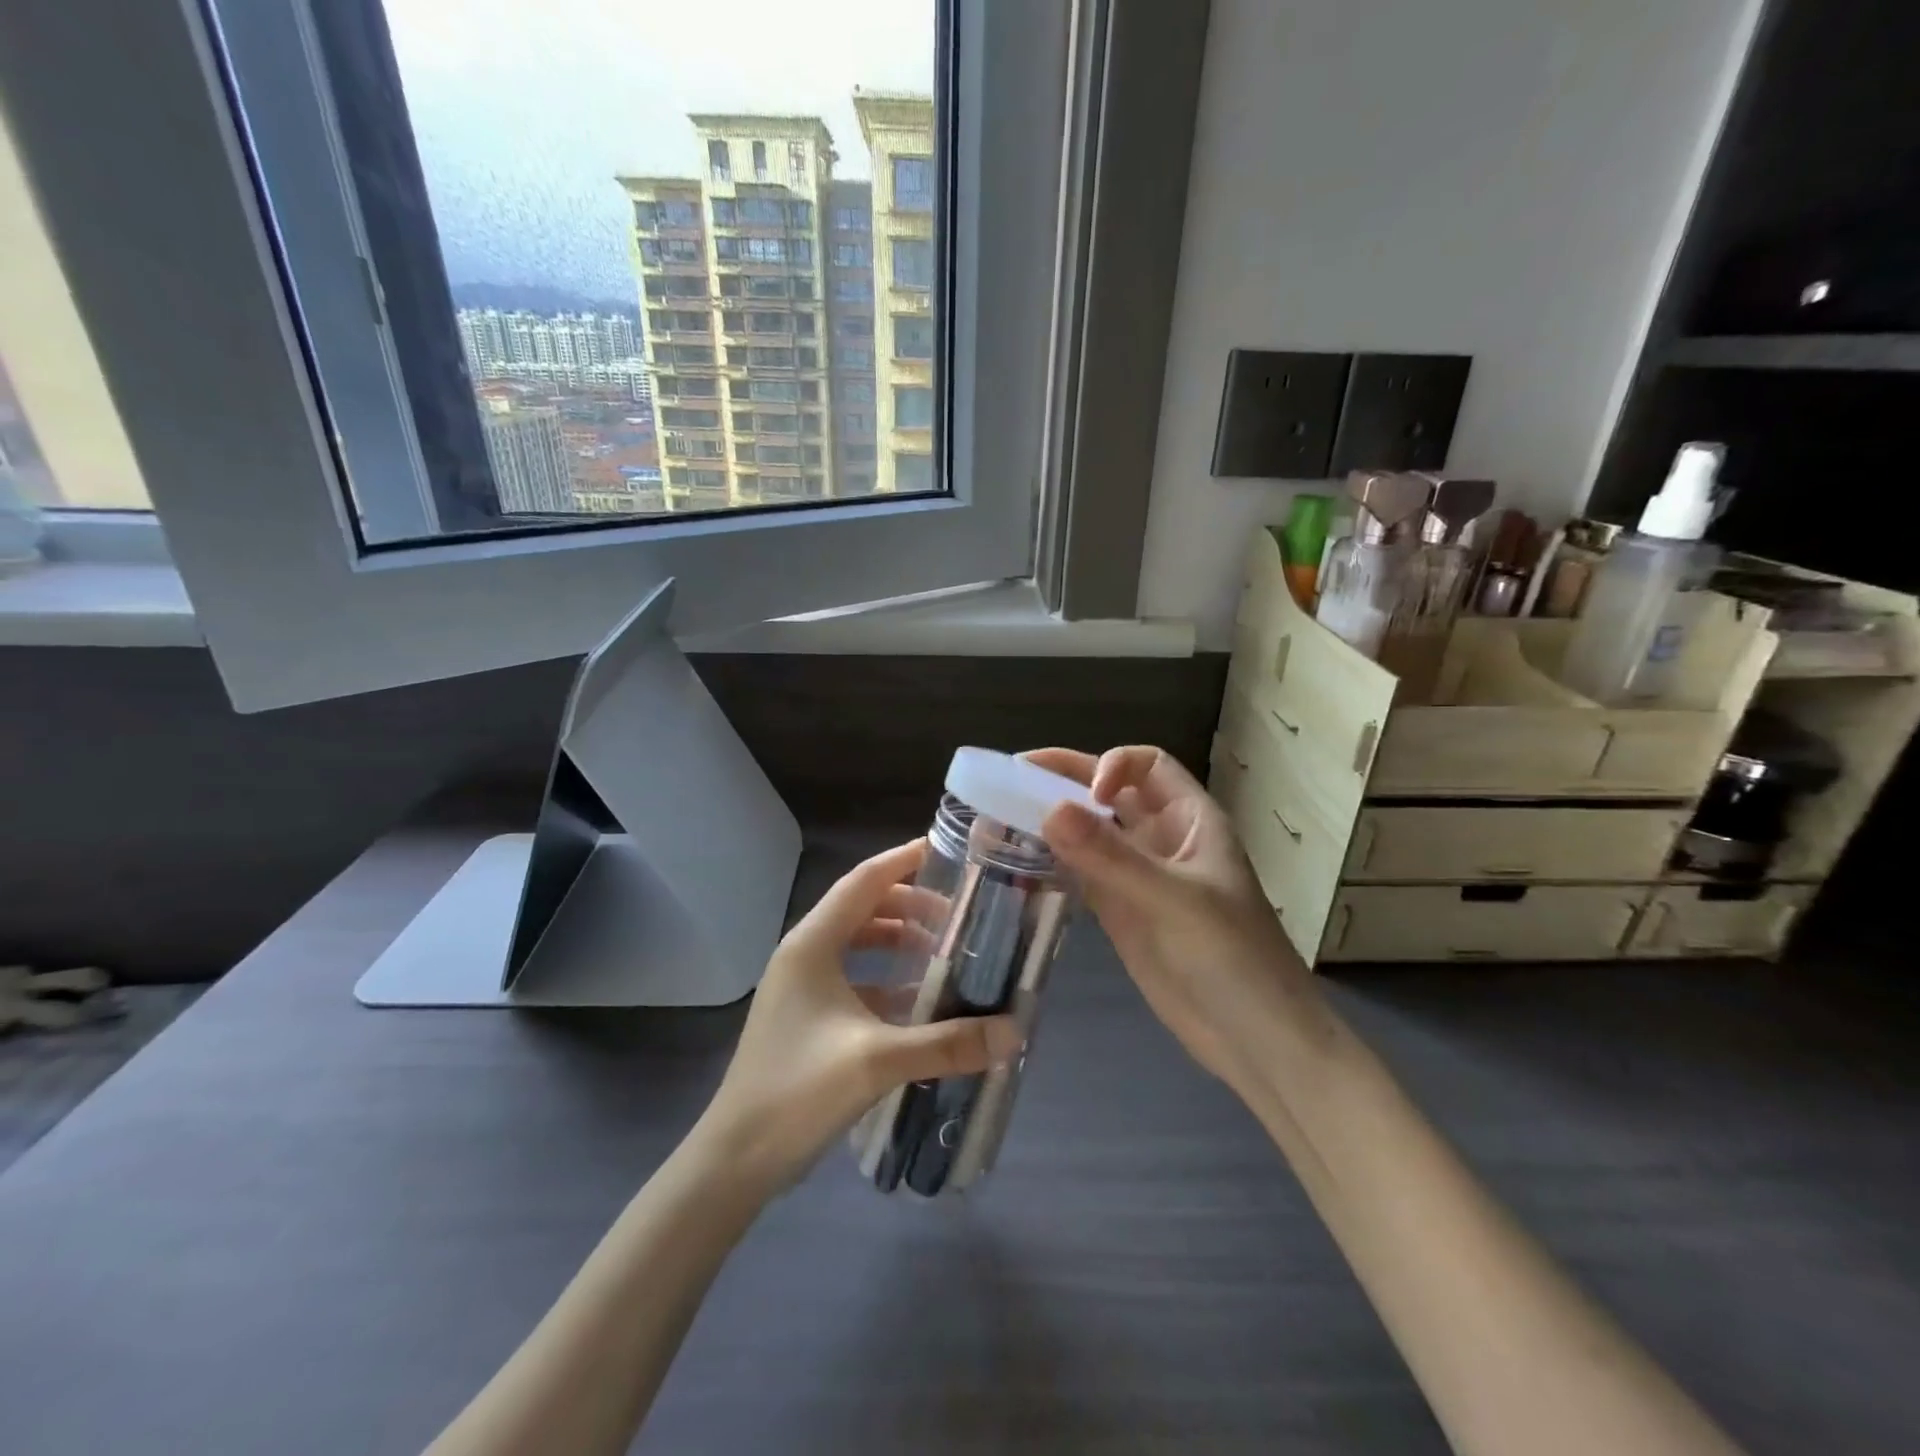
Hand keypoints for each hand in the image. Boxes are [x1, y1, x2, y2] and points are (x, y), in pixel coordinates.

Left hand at [695, 839, 1023, 1192]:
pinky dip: (886, 978)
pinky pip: (853, 977)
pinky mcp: (805, 1015)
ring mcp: (801, 985)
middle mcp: (804, 953)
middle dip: (910, 906)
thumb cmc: (798, 1092)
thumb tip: (1013, 1032)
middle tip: (959, 915)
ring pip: (857, 943)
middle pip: (862, 908)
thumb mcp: (878, 1061)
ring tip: (944, 952)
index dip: (903, 860)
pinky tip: (918, 1000)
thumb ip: (947, 1043)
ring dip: (898, 941)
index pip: (864, 881)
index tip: (946, 851)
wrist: (735, 1158)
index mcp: (812, 944)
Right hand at [1028, 747, 1329, 1090]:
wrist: (1253, 1041)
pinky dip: (1054, 861)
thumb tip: (1048, 809)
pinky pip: (1082, 872)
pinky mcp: (1121, 913)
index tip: (1086, 796)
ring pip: (1092, 832)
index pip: (1148, 765)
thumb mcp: (1173, 900)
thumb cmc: (1230, 957)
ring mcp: (1139, 878)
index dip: (1113, 766)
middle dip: (1067, 780)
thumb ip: (1110, 857)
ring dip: (1054, 820)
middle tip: (1012, 776)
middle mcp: (1163, 840)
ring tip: (1003, 814)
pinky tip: (1021, 860)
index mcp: (1190, 820)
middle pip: (1111, 792)